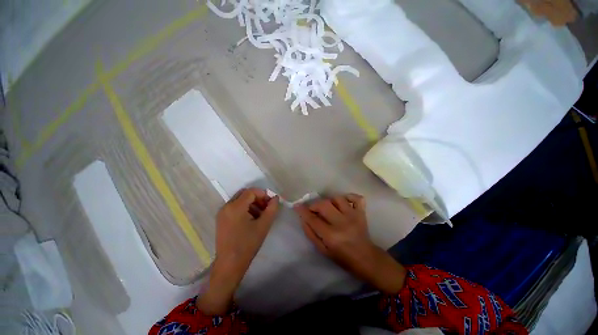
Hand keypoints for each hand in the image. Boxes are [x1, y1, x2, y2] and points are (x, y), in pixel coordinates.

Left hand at [198, 188, 278, 313]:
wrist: (230, 264)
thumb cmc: (248, 244)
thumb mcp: (264, 225)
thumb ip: (272, 209)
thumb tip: (276, 198)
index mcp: (235, 207)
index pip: (251, 191)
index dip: (263, 194)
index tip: (271, 203)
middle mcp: (226, 206)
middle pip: (245, 194)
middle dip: (257, 198)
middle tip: (266, 208)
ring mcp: (222, 213)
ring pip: (240, 200)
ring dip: (252, 203)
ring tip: (260, 215)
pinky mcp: (221, 219)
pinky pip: (235, 207)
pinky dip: (245, 209)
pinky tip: (251, 219)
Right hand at [294, 194, 405, 293]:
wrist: (365, 258)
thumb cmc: (341, 256)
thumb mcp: (322, 250)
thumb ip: (310, 233)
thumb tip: (303, 218)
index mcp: (331, 236)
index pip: (313, 219)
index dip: (303, 211)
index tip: (297, 206)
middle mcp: (342, 223)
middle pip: (324, 204)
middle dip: (315, 205)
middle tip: (313, 210)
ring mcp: (353, 216)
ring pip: (337, 198)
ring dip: (330, 201)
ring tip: (329, 208)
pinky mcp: (361, 213)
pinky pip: (356, 198)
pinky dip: (349, 196)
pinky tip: (344, 202)